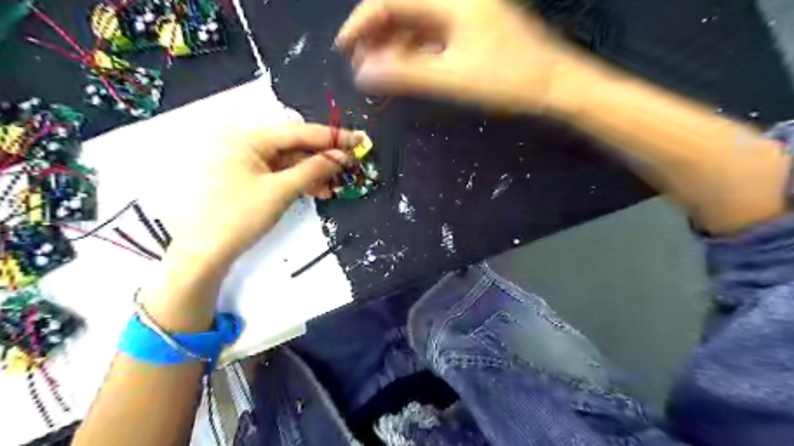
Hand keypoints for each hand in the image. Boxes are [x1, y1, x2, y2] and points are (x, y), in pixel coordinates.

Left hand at [167, 123, 360, 264]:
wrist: (205, 251)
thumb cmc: (240, 216)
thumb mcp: (281, 191)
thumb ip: (314, 169)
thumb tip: (342, 157)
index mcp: (248, 137)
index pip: (298, 132)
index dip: (331, 137)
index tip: (358, 140)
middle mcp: (245, 142)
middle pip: (294, 144)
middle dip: (322, 157)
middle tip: (350, 163)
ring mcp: (245, 160)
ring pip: (289, 160)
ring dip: (313, 172)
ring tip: (335, 185)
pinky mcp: (247, 176)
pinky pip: (280, 172)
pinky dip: (299, 181)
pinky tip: (317, 191)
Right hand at [335, 0, 577, 111]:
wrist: (553, 83)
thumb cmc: (507, 80)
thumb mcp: (452, 78)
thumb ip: (406, 73)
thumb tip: (363, 73)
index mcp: (450, 0)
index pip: (390, 0)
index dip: (362, 22)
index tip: (344, 48)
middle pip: (402, 7)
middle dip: (376, 34)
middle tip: (360, 63)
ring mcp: (463, 12)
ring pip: (415, 21)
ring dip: (393, 43)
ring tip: (377, 69)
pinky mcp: (470, 27)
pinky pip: (431, 33)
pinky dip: (413, 49)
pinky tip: (404, 67)